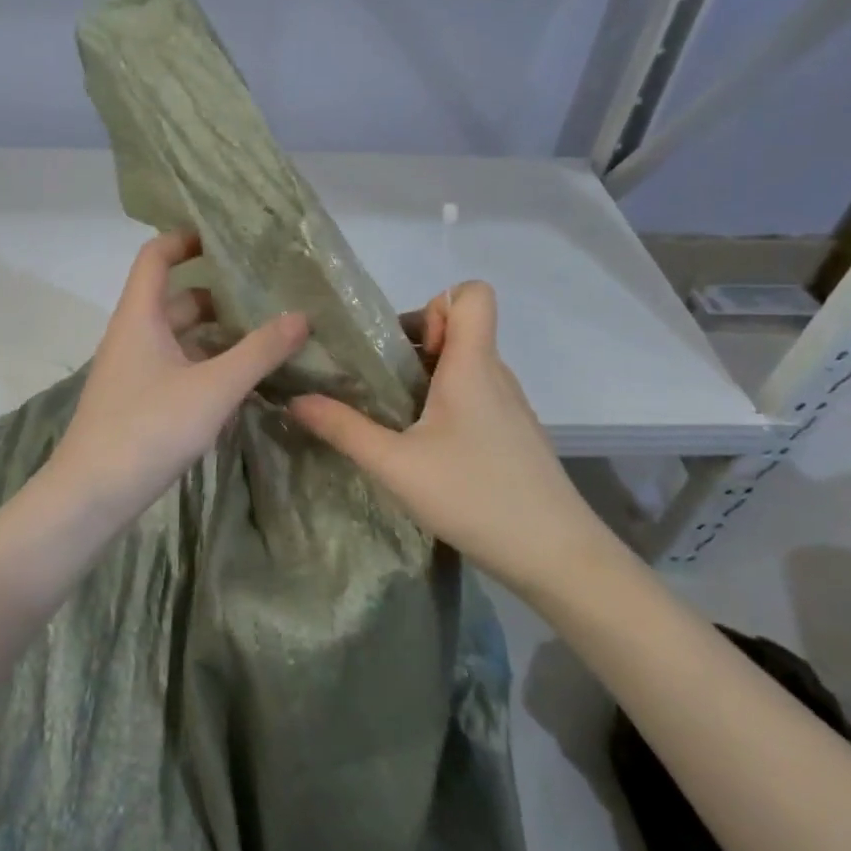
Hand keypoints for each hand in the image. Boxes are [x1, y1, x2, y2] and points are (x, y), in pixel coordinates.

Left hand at [49, 231, 308, 529]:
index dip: (186, 238)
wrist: (91, 496)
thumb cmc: (148, 428)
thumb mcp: (213, 388)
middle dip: (217, 293)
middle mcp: (132, 335)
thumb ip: (259, 351)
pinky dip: (206, 365)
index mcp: (140, 316)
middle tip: (266, 294)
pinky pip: (177, 367)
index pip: (156, 256)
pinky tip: (241, 381)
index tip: (226, 237)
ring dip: (216, 334)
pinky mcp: (138, 402)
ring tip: (265, 335)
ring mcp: (133, 371)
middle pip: (175, 298)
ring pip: (178, 337)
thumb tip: (301, 315)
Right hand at [289, 281, 606, 590]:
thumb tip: (295, 400)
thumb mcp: (395, 465)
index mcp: (473, 365)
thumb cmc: (474, 496)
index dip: (434, 305)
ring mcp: (509, 406)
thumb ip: (343, 429)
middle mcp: (496, 375)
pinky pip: (476, 397)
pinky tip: (425, 450)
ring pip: (466, 366)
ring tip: (394, 418)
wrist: (556, 556)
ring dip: (428, 378)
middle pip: (460, 329)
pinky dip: (446, 406)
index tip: (403, 347)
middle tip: (380, 385)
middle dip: (415, 345)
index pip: (472, 294)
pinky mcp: (514, 435)